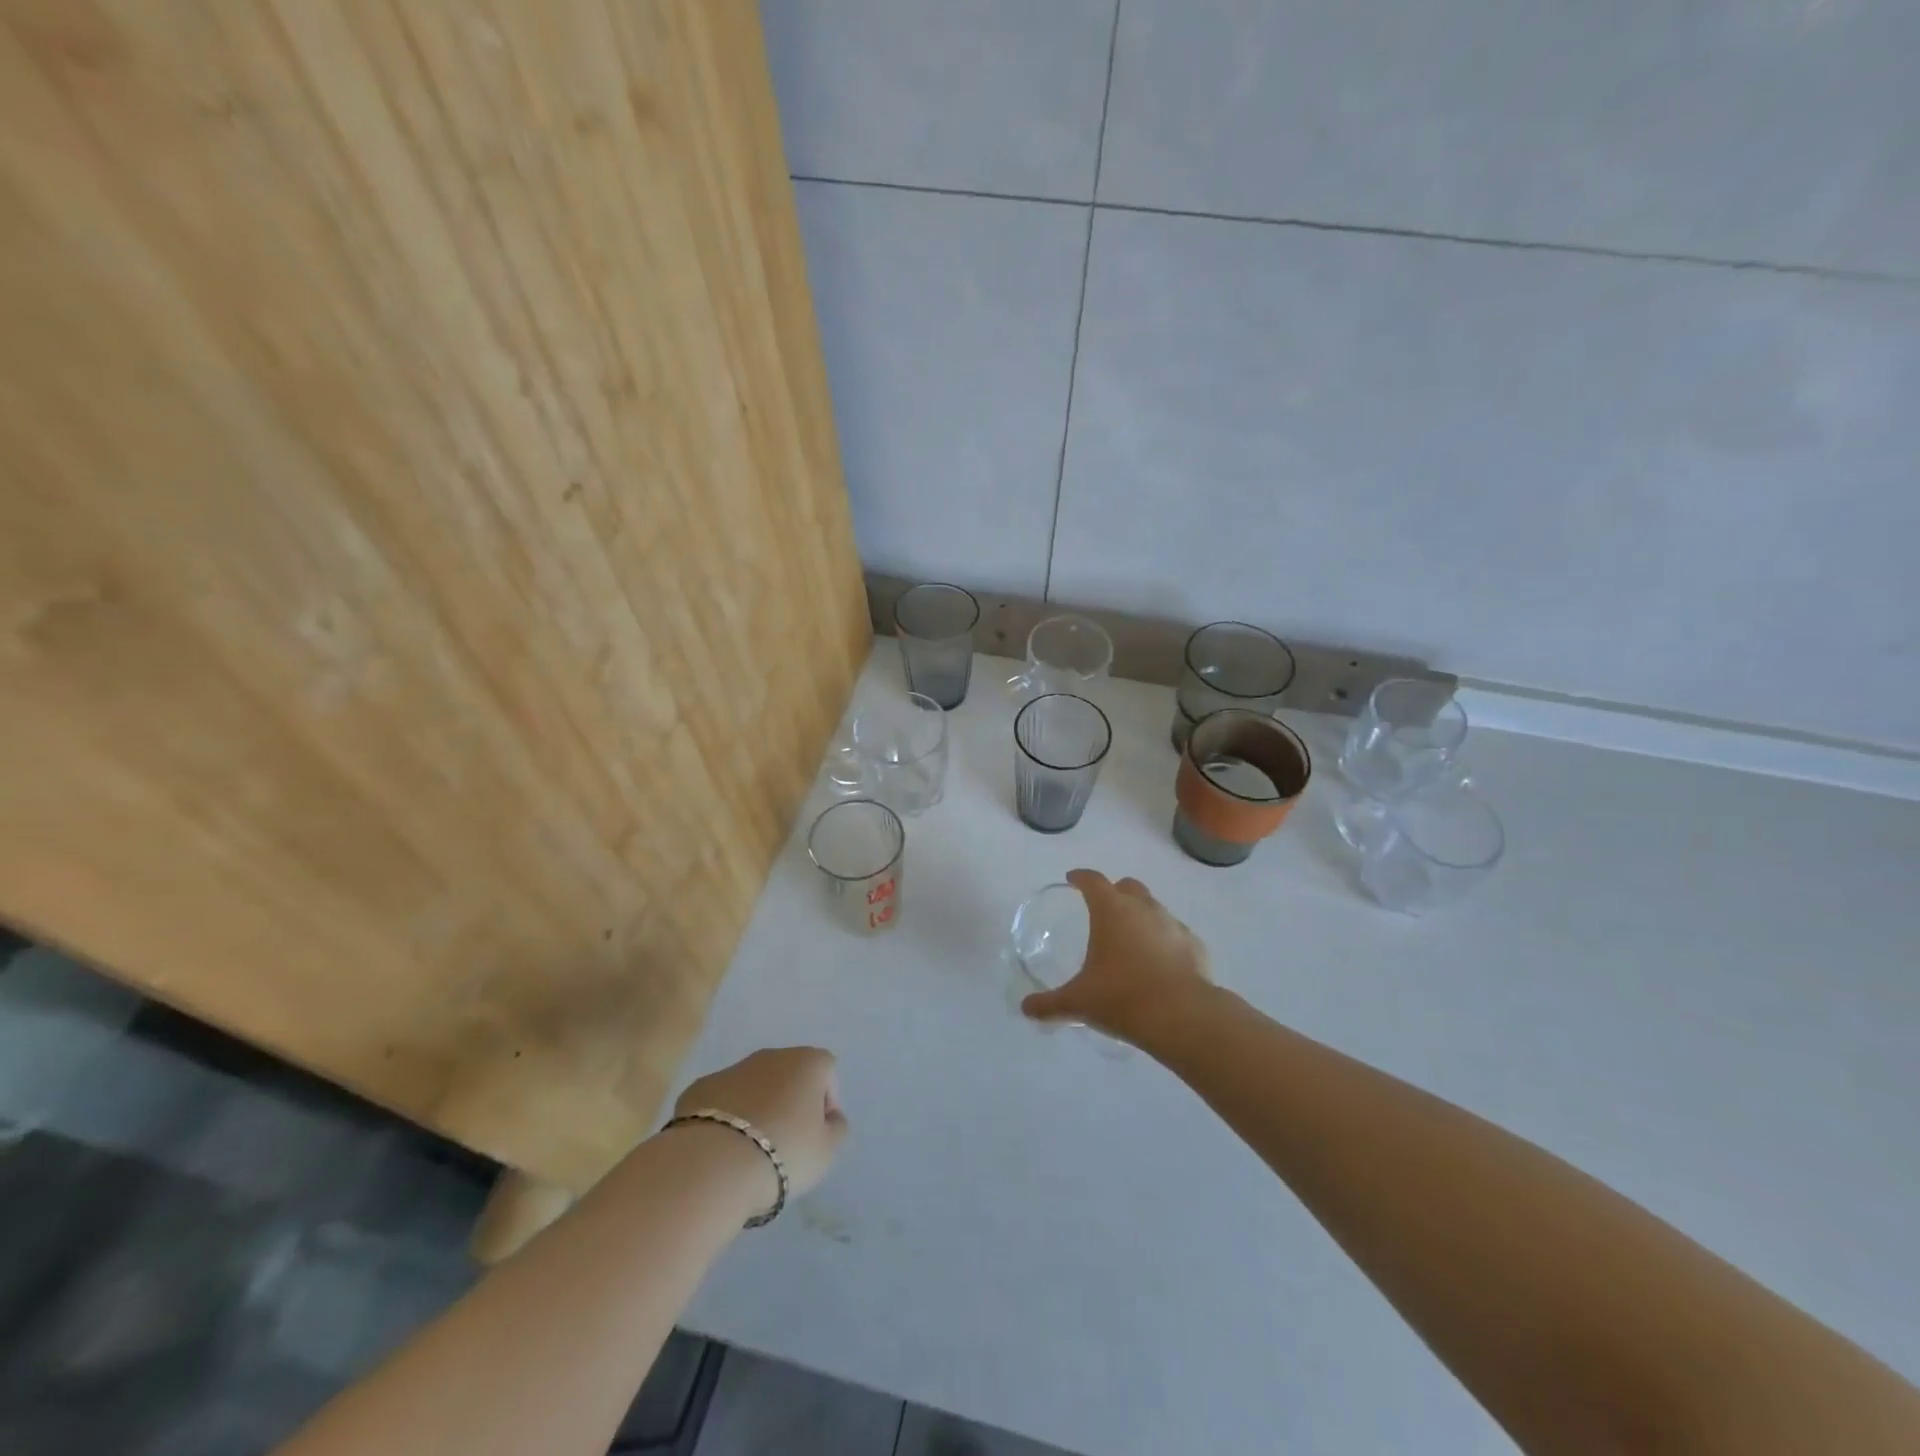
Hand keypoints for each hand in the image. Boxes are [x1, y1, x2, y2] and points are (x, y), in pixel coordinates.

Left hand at [674, 1047, 847, 1202]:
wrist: (712, 1165)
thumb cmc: (782, 1153)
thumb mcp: (826, 1152)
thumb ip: (837, 1129)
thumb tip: (831, 1119)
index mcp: (807, 1062)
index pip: (827, 1072)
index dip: (826, 1103)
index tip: (816, 1134)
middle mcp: (771, 1056)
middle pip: (789, 1075)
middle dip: (790, 1102)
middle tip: (784, 1143)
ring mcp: (732, 1069)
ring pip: (753, 1086)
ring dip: (757, 1108)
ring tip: (750, 1151)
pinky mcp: (699, 1088)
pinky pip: (722, 1101)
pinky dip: (725, 1118)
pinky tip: (721, 1149)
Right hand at [1021, 869, 1212, 1044]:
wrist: (1183, 1017)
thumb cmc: (1122, 998)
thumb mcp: (1078, 1003)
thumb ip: (1049, 1004)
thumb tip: (1026, 1008)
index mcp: (1111, 910)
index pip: (1093, 880)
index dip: (1081, 877)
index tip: (1073, 879)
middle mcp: (1144, 908)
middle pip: (1128, 886)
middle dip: (1114, 891)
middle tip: (1103, 910)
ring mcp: (1173, 924)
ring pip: (1154, 908)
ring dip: (1141, 916)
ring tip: (1130, 940)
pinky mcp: (1195, 946)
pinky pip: (1175, 934)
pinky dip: (1164, 941)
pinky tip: (1159, 963)